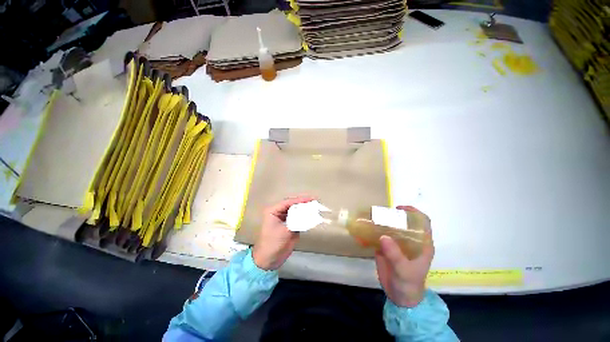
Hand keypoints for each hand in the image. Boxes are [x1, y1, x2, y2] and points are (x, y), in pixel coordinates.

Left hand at [252, 196, 313, 269]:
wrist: (269, 260)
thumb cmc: (273, 244)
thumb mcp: (285, 231)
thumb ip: (297, 221)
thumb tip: (309, 213)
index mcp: (273, 211)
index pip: (288, 202)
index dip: (300, 200)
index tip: (311, 199)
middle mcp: (278, 212)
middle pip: (292, 205)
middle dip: (303, 203)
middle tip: (314, 202)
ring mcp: (284, 219)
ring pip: (295, 211)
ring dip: (304, 209)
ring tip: (315, 207)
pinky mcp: (289, 225)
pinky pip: (298, 218)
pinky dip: (304, 217)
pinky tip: (312, 216)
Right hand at [375, 206, 433, 307]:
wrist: (399, 297)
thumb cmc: (409, 284)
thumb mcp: (404, 270)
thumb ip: (395, 254)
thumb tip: (383, 236)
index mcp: (421, 244)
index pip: (422, 222)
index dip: (413, 212)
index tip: (399, 209)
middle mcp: (409, 240)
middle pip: (403, 222)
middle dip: (392, 215)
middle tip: (379, 213)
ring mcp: (397, 244)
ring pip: (389, 228)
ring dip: (380, 222)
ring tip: (369, 218)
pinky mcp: (386, 248)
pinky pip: (378, 236)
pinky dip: (371, 232)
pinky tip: (362, 231)